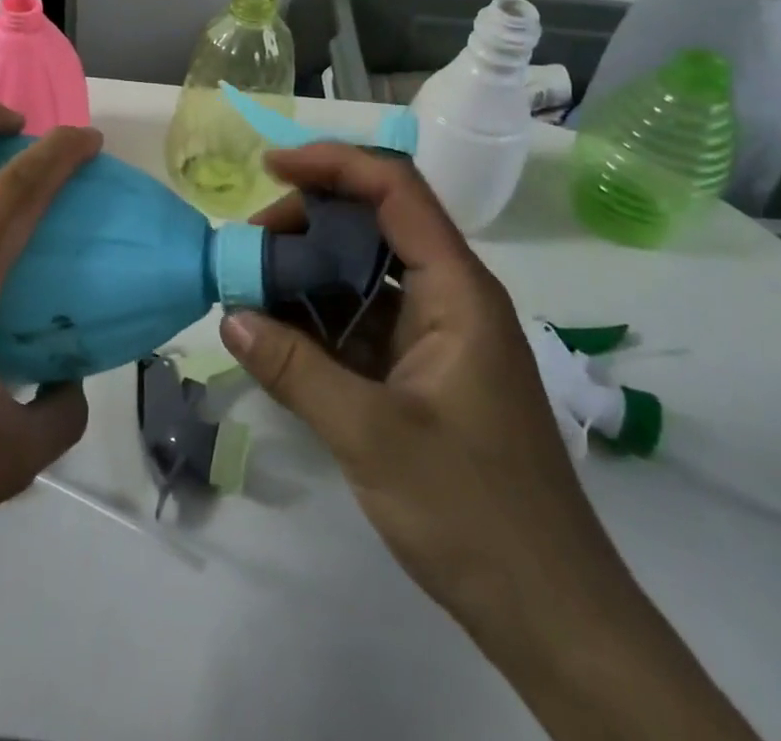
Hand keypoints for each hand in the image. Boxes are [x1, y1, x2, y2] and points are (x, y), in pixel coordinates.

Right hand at [222, 144, 758, 740]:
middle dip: (308, 220)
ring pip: (365, 272)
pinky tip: (278, 333)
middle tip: (250, 246)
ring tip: (252, 287)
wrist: (551, 615)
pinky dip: (320, 316)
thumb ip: (296, 369)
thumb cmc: (473, 512)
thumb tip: (229, 315)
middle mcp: (449, 296)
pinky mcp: (423, 370)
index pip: (395, 189)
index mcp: (456, 289)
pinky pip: (364, 319)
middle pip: (375, 221)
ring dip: (309, 270)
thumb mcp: (371, 436)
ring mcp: (437, 334)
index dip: (332, 164)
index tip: (270, 167)